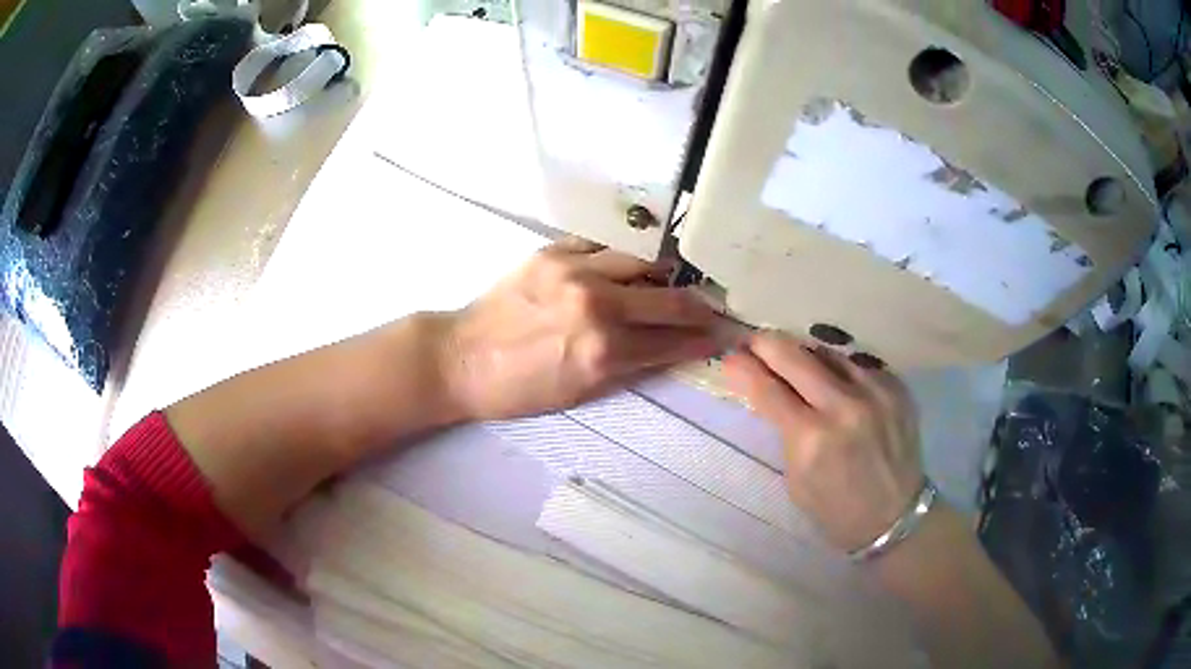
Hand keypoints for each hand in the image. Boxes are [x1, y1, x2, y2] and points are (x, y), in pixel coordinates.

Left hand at [437, 239, 722, 420]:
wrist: (461, 358)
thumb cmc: (519, 389)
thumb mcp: (580, 394)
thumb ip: (630, 368)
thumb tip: (670, 349)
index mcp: (604, 352)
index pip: (672, 341)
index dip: (704, 339)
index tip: (723, 333)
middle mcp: (597, 305)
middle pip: (669, 298)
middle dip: (699, 305)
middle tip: (712, 306)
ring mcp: (575, 271)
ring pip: (643, 259)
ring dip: (666, 272)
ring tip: (674, 279)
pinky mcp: (553, 252)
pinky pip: (604, 243)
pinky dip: (625, 254)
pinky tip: (632, 261)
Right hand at [723, 333, 923, 551]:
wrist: (896, 516)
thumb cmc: (836, 509)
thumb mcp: (796, 479)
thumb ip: (785, 431)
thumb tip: (770, 392)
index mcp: (811, 439)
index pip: (767, 388)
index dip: (743, 368)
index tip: (731, 356)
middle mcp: (844, 407)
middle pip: (795, 356)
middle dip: (768, 344)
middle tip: (755, 341)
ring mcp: (875, 392)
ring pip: (828, 352)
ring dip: (805, 354)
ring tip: (796, 359)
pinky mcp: (897, 387)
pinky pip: (858, 365)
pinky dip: (839, 369)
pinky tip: (835, 380)